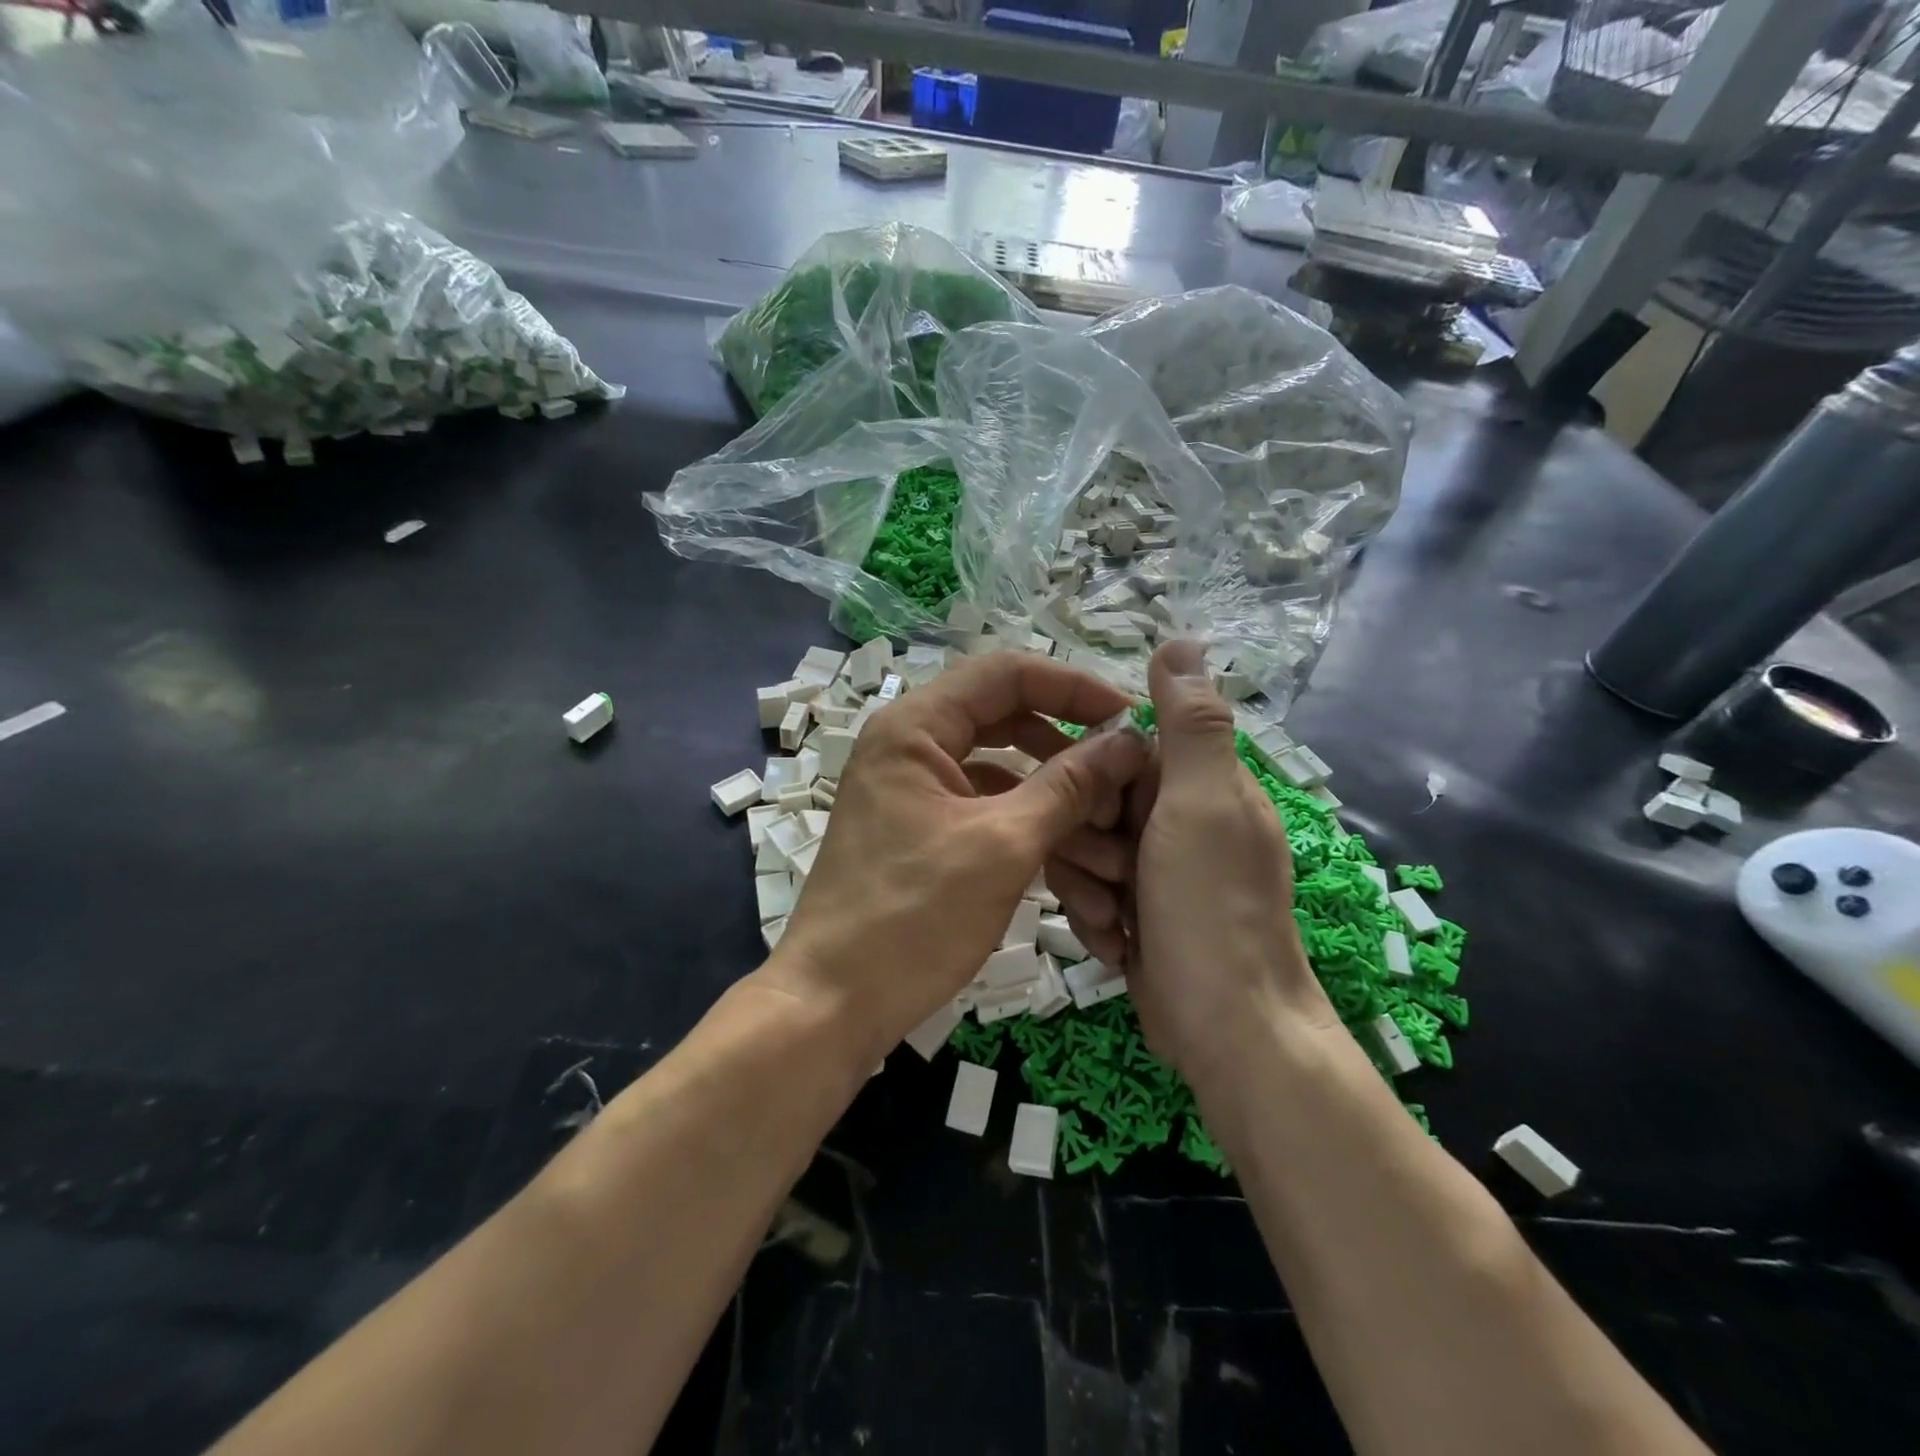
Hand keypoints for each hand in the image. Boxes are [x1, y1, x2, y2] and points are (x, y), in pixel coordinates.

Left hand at [762, 651, 1150, 1065]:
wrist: (834, 1006)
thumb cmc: (913, 917)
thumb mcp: (1003, 846)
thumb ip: (1070, 785)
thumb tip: (1128, 741)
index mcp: (916, 728)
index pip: (1006, 674)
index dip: (1073, 687)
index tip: (1129, 719)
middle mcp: (914, 748)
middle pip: (1012, 727)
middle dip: (1074, 763)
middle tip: (1128, 791)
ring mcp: (920, 795)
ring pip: (1008, 781)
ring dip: (1063, 815)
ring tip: (1116, 861)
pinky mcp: (929, 836)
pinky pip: (992, 819)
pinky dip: (1035, 843)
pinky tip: (1083, 887)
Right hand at [1107, 641, 1338, 1088]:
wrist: (1226, 1029)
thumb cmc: (1211, 907)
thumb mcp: (1202, 803)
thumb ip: (1190, 723)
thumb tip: (1183, 638)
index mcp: (1198, 784)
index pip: (1118, 751)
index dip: (1094, 780)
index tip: (1103, 818)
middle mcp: (1177, 820)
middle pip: (1091, 804)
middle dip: (1086, 846)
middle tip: (1115, 879)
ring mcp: (1156, 870)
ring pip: (1081, 852)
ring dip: (1087, 890)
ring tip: (1118, 924)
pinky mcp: (1138, 913)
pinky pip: (1089, 895)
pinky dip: (1096, 922)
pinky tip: (1119, 947)